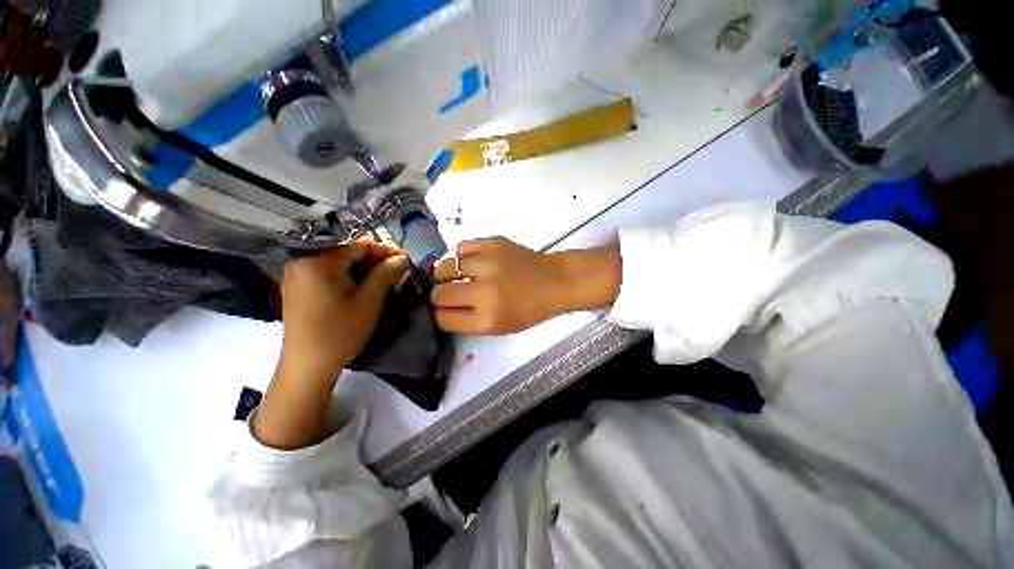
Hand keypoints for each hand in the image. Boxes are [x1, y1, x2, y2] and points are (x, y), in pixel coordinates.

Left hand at [279, 239, 409, 376]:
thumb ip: (385, 273)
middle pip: (346, 253)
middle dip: (374, 260)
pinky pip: (327, 274)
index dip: (385, 250)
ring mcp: (297, 276)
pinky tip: (363, 285)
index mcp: (317, 262)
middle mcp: (302, 262)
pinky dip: (347, 276)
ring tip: (384, 276)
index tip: (405, 256)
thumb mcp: (369, 300)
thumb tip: (401, 257)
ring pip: (337, 264)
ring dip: (362, 269)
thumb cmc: (341, 331)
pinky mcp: (297, 288)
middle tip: (397, 267)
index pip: (358, 247)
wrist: (308, 365)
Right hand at [431, 237, 621, 334]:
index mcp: (487, 319)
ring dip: (445, 274)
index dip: (440, 315)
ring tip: (453, 275)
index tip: (444, 310)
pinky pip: (461, 247)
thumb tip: (442, 309)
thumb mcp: (500, 327)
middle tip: (448, 292)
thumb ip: (469, 321)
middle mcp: (484, 293)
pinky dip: (460, 255)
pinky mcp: (492, 244)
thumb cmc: (530, 309)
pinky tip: (468, 261)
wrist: (554, 281)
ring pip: (444, 268)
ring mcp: (487, 265)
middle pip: (439, 295)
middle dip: (438, 296)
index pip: (444, 319)